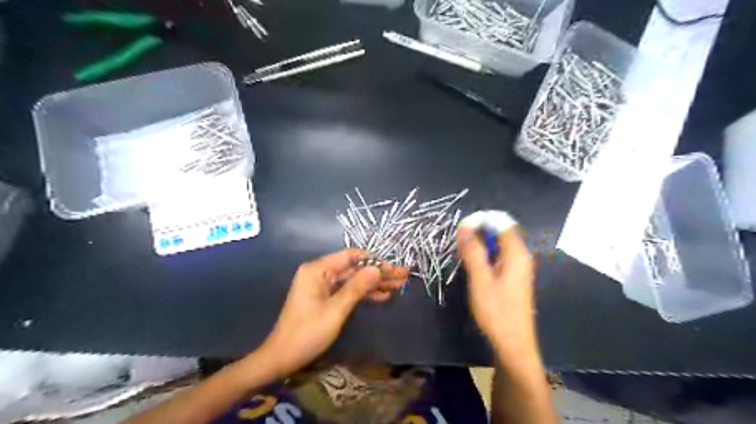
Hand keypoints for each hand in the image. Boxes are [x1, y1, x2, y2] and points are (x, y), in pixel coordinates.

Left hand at [259, 251, 407, 375]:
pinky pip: (347, 291)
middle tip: (402, 275)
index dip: (373, 260)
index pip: (350, 256)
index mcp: (317, 270)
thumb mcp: (336, 310)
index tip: (393, 267)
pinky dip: (364, 294)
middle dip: (378, 273)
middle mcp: (320, 273)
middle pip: (354, 268)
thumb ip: (357, 287)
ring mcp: (323, 286)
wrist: (283, 357)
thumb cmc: (307, 333)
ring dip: (374, 283)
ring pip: (353, 280)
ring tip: (398, 285)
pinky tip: (382, 296)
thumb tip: (377, 268)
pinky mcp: (325, 298)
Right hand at [454, 224, 536, 356]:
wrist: (512, 343)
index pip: (501, 223)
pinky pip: (498, 257)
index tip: (461, 229)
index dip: (481, 221)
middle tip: (459, 243)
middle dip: (479, 233)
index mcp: (516, 253)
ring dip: (480, 245)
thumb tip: (463, 227)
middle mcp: (521, 256)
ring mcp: (518, 267)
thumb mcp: (480, 279)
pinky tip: (473, 267)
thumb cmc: (496, 311)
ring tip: (462, 254)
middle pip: (500, 233)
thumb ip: (472, 251)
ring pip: (498, 246)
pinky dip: (485, 256)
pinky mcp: (513, 277)